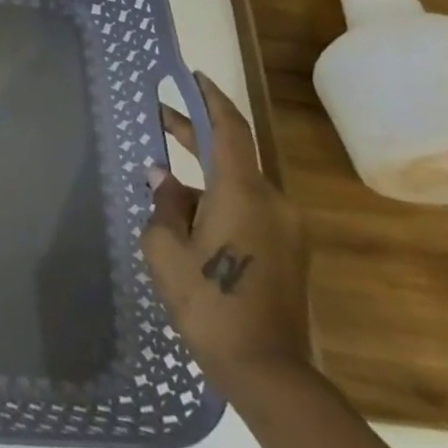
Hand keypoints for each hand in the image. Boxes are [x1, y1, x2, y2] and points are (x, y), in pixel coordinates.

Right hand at [142, 73, 311, 396]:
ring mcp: (287, 228)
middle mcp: (273, 202)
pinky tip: (190, 218)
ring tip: (164, 184)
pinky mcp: (289, 251)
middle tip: (158, 117)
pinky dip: (219, 199)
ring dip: (204, 175)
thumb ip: (164, 203)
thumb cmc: (207, 301)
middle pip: (232, 154)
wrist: (266, 370)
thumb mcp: (165, 247)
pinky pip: (250, 208)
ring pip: (239, 184)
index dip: (210, 98)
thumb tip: (162, 176)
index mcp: (242, 193)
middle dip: (195, 133)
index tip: (191, 77)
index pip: (229, 129)